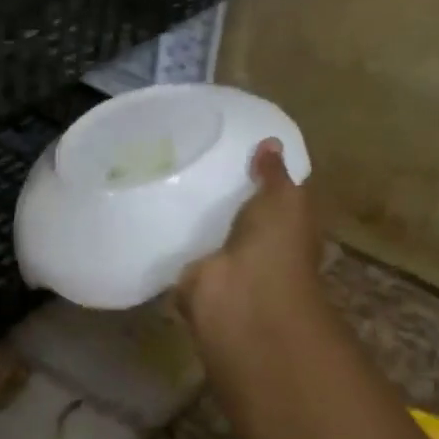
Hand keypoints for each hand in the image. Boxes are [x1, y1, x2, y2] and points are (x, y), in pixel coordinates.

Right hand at [175, 140, 324, 351]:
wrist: (240, 296)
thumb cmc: (276, 246)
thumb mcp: (285, 199)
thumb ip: (275, 174)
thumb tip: (270, 142)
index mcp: (286, 230)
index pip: (274, 200)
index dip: (260, 177)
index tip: (234, 150)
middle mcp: (257, 249)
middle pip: (238, 218)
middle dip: (221, 198)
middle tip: (192, 160)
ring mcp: (225, 266)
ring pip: (208, 236)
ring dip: (193, 220)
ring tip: (166, 181)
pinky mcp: (194, 278)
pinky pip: (181, 253)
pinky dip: (169, 241)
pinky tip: (151, 213)